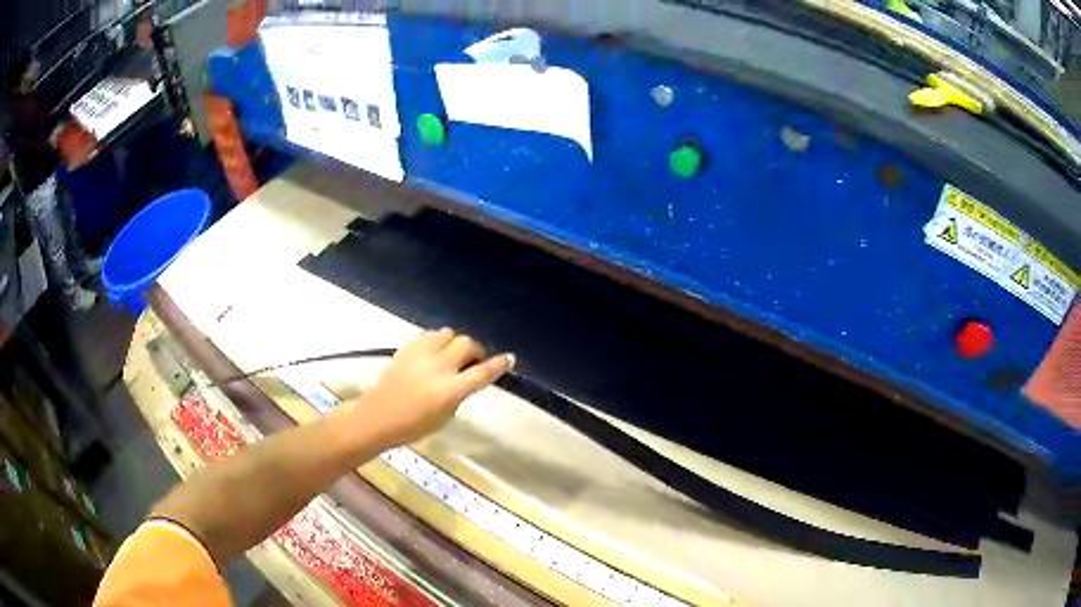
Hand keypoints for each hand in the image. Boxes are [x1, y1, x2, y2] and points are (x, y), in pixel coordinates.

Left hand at [355, 329, 513, 446]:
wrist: (378, 416)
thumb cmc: (414, 425)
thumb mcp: (445, 416)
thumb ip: (459, 394)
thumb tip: (466, 379)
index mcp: (450, 390)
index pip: (482, 372)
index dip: (498, 364)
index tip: (509, 358)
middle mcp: (439, 367)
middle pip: (467, 345)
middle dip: (475, 351)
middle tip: (473, 361)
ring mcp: (422, 354)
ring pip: (449, 334)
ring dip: (455, 343)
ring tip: (451, 355)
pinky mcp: (408, 347)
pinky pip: (430, 335)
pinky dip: (437, 342)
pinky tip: (433, 353)